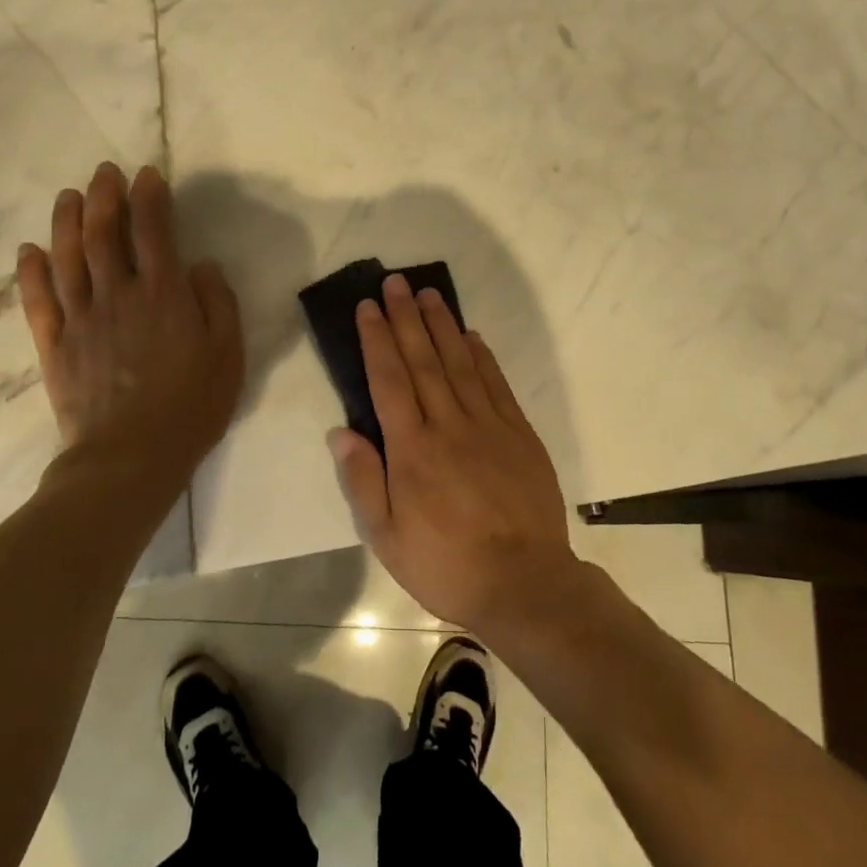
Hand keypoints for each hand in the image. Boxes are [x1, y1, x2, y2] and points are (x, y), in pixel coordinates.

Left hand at [16, 163, 243, 490]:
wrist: (130, 458)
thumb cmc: (190, 406)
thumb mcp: (228, 354)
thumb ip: (217, 302)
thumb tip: (200, 264)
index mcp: (163, 295)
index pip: (153, 231)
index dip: (149, 198)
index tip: (147, 175)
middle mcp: (117, 295)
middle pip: (104, 234)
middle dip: (104, 196)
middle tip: (103, 172)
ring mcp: (80, 319)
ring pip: (67, 258)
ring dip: (66, 221)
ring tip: (68, 195)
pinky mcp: (55, 345)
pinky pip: (38, 300)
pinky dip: (30, 272)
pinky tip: (28, 250)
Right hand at [329, 273, 579, 632]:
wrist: (525, 584)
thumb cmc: (447, 564)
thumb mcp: (387, 537)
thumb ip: (363, 479)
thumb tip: (341, 430)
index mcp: (413, 449)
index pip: (389, 380)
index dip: (377, 339)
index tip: (368, 307)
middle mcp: (449, 425)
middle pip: (423, 360)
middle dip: (406, 318)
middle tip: (396, 282)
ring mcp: (489, 425)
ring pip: (460, 363)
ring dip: (442, 325)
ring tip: (429, 294)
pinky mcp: (519, 433)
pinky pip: (496, 384)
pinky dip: (482, 356)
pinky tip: (471, 336)